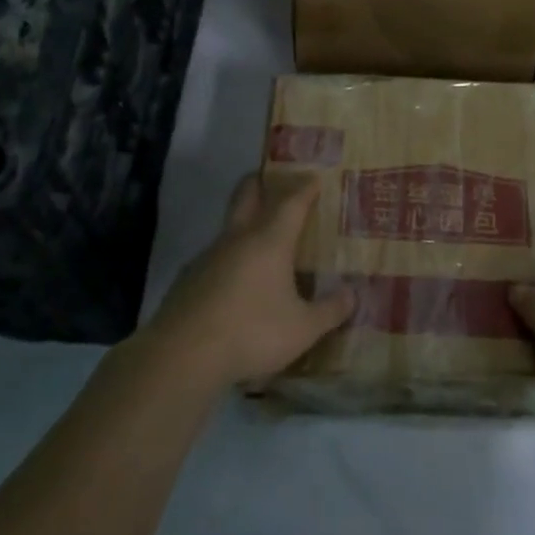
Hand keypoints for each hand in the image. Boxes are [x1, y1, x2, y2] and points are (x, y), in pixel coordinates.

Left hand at [147, 172, 355, 389]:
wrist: (181, 356)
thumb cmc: (251, 333)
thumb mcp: (302, 329)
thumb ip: (330, 311)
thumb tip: (353, 294)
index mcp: (270, 241)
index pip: (292, 202)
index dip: (305, 188)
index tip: (315, 177)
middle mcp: (238, 238)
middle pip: (247, 195)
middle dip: (261, 182)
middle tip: (274, 180)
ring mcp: (208, 257)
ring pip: (229, 227)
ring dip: (245, 224)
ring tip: (262, 241)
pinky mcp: (188, 279)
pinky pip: (215, 258)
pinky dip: (229, 258)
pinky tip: (236, 283)